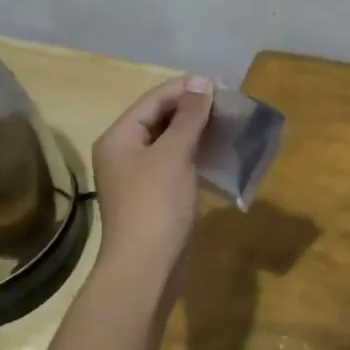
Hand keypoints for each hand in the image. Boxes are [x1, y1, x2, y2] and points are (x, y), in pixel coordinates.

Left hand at [92, 74, 215, 286]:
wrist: (146, 269)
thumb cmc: (156, 204)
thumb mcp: (174, 153)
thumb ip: (189, 116)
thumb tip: (201, 81)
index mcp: (119, 138)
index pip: (154, 99)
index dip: (186, 89)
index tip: (222, 85)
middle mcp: (123, 153)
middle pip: (160, 119)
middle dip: (193, 109)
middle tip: (229, 104)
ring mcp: (138, 177)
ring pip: (169, 142)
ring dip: (197, 131)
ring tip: (228, 124)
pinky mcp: (154, 197)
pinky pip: (175, 164)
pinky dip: (195, 154)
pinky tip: (218, 153)